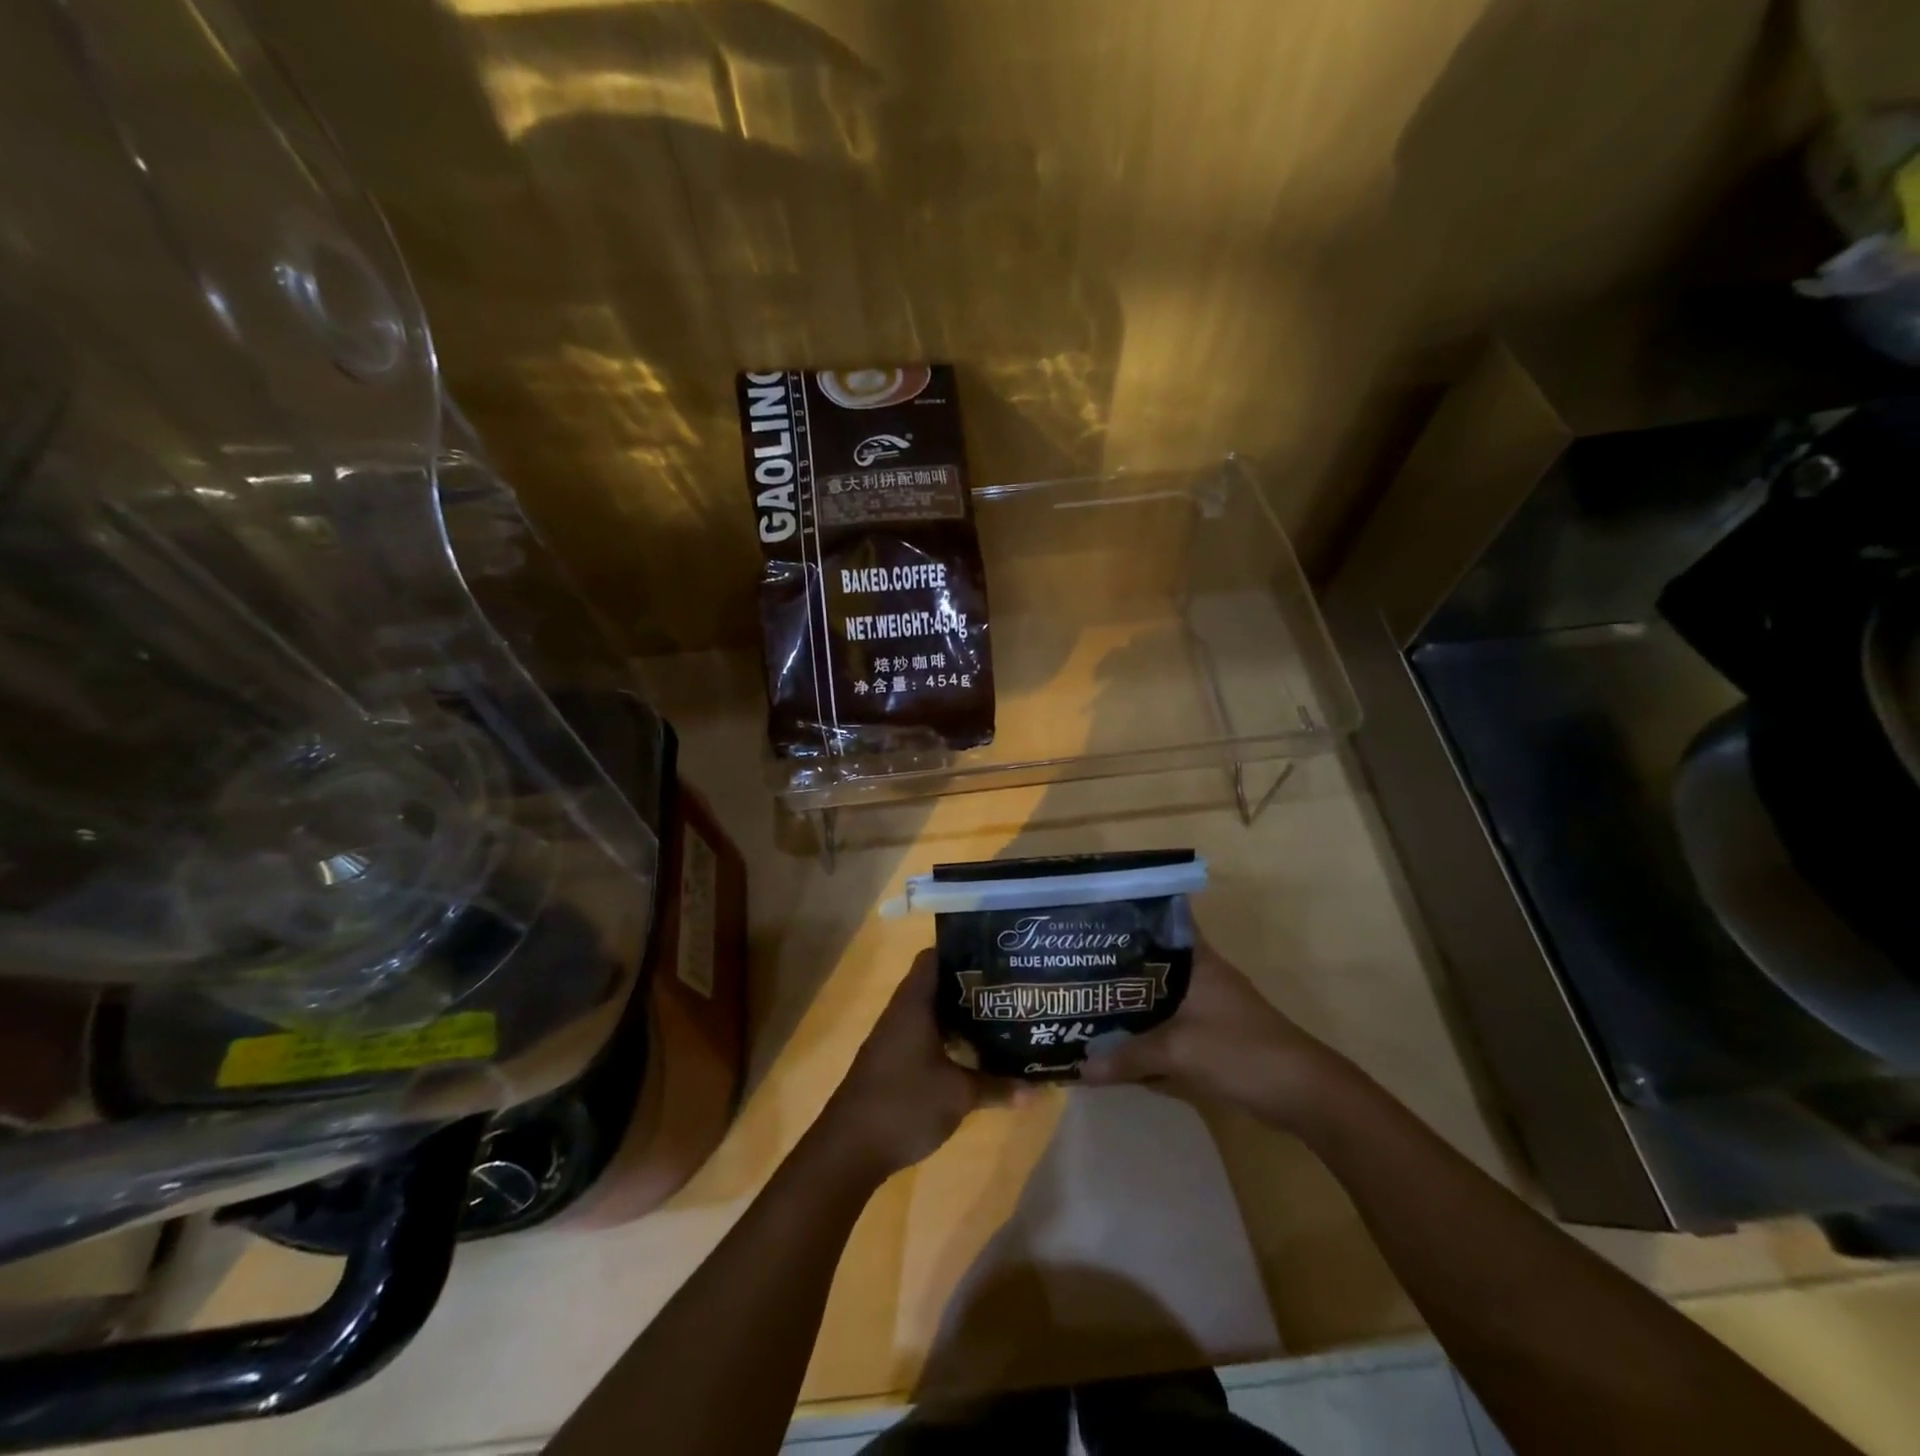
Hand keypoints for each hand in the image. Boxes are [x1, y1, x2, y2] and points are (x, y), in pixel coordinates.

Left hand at [815, 949, 1008, 1179]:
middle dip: (970, 986)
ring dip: (960, 1015)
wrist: (849, 1149)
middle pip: (937, 984)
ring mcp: (894, 1038)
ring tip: (999, 1017)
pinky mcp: (892, 1062)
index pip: (935, 957)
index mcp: (914, 1003)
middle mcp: (901, 1013)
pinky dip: (947, 1038)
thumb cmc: (904, 1104)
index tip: (996, 956)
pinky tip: (973, 1053)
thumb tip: (1036, 1090)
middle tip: (1008, 988)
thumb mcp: (958, 1095)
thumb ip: (997, 1087)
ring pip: (931, 1013)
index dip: (963, 951)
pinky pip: (924, 1036)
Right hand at [1079, 940, 1350, 1127]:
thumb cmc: (1241, 1052)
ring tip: (1086, 999)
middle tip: (1074, 965)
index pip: (1163, 921)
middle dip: (1118, 965)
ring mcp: (1209, 1005)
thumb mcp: (1178, 1051)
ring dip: (1131, 1001)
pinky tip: (1119, 1039)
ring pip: (1159, 994)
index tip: (1094, 918)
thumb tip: (1079, 1069)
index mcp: (1198, 960)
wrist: (1303, 1094)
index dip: (1131, 916)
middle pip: (1153, 961)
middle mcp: (1202, 975)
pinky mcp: (1212, 1034)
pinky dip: (1147, 1029)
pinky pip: (1169, 1023)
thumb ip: (1128, 1057)